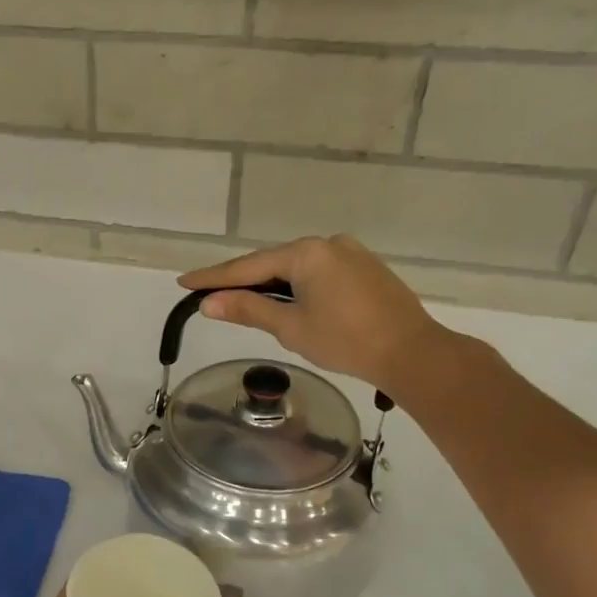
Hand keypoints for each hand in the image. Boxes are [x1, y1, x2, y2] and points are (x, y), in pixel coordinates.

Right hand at [179, 234, 455, 397]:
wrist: (412, 352)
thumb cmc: (346, 341)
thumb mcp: (290, 327)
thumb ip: (248, 310)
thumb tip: (209, 303)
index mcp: (306, 253)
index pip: (248, 266)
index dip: (214, 277)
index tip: (184, 282)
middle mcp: (328, 243)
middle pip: (273, 262)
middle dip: (243, 280)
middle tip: (211, 294)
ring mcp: (351, 253)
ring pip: (298, 268)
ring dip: (272, 284)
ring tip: (246, 302)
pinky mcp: (367, 268)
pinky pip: (320, 273)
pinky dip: (298, 286)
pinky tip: (291, 302)